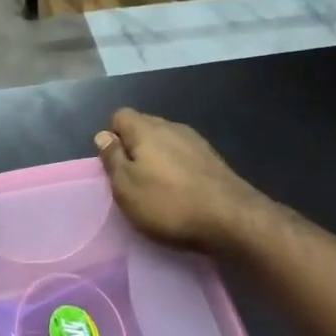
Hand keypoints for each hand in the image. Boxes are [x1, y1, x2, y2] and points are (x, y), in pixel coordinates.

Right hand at [94, 109, 266, 250]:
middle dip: (134, 147)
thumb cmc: (168, 203)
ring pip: (166, 141)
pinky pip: (184, 155)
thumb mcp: (126, 187)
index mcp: (146, 129)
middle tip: (132, 179)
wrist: (232, 219)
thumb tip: (104, 135)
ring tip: (157, 187)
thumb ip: (112, 158)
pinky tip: (181, 191)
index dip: (112, 137)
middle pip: (144, 126)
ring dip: (157, 158)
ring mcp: (196, 141)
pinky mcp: (213, 159)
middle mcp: (172, 127)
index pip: (120, 116)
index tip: (114, 165)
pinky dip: (177, 167)